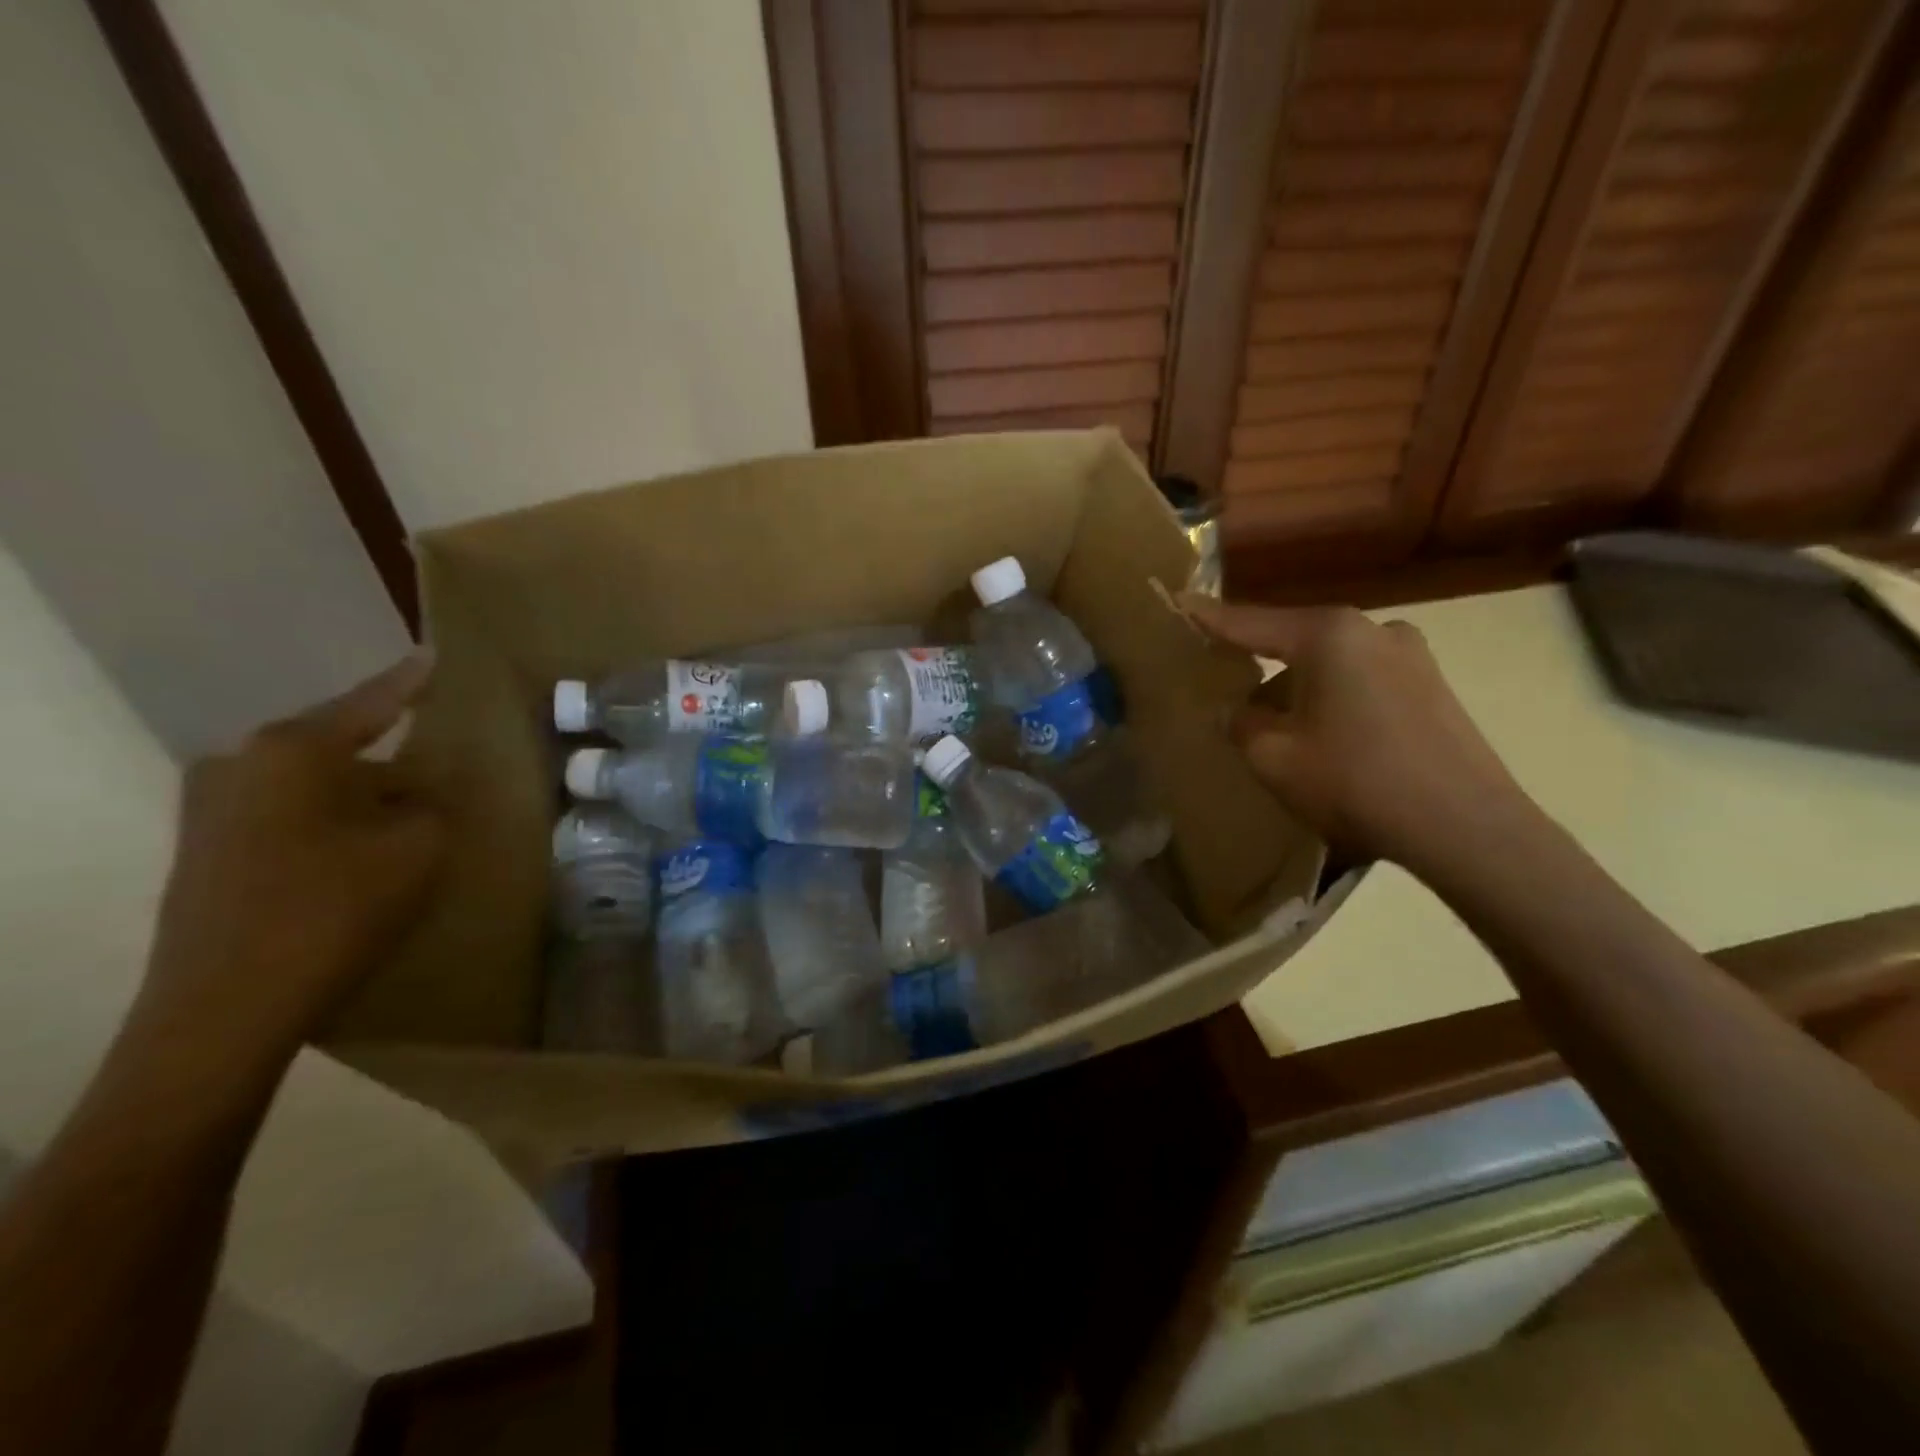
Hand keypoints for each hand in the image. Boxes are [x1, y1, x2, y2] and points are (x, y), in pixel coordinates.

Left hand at [131, 656, 447, 1079]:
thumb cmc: (334, 908)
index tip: (435, 655)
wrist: (227, 1007)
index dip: (411, 682)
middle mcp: (240, 764)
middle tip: (436, 763)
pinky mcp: (205, 851)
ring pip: (310, 783)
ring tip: (405, 811)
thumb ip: (431, 802)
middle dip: (388, 754)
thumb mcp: (419, 846)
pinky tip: (361, 848)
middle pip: (336, 744)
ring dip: (359, 793)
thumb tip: (419, 791)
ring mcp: (211, 808)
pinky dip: (330, 820)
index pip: (372, 702)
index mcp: (293, 750)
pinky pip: (287, 814)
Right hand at [1181, 596, 1530, 870]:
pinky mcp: (1432, 685)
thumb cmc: (1355, 782)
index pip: (1251, 623)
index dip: (1210, 618)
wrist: (1465, 827)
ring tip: (1284, 734)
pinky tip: (1330, 740)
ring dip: (1300, 690)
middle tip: (1232, 695)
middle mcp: (1372, 629)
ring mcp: (1411, 655)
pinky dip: (1335, 700)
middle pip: (1295, 642)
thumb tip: (1239, 711)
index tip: (1180, 601)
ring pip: (1331, 664)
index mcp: (1328, 635)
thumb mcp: (1273, 757)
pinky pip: (1363, 681)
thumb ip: (1242, 724)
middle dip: (1262, 669)